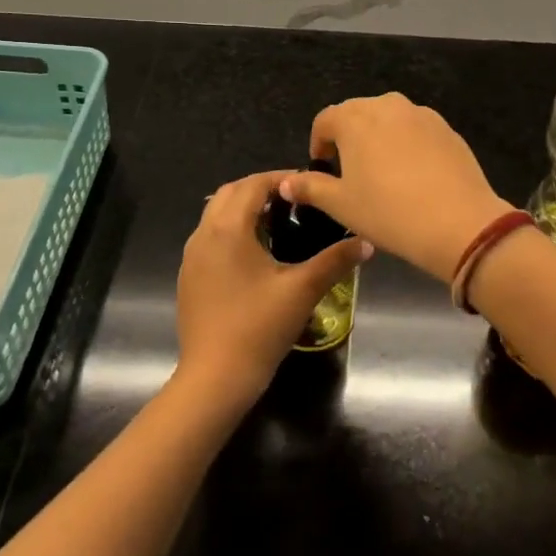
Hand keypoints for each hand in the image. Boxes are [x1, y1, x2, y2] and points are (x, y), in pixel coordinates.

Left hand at [175, 170, 371, 409]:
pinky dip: (230, 230)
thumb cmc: (259, 327)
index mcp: (229, 228)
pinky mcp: (188, 276)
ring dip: (243, 208)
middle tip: (293, 200)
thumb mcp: (302, 290)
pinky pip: (209, 237)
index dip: (281, 178)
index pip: (253, 184)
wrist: (214, 377)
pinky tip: (254, 254)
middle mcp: (204, 233)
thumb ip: (335, 260)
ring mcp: (191, 256)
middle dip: (260, 188)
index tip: (307, 185)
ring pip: (215, 214)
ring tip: (277, 222)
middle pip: (230, 193)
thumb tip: (367, 243)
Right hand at [279, 94, 509, 282]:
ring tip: (383, 172)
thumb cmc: (388, 212)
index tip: (323, 169)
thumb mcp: (340, 205)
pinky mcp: (447, 129)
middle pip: (357, 113)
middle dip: (348, 137)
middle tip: (351, 172)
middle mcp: (386, 105)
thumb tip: (286, 182)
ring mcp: (421, 114)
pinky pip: (416, 130)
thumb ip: (310, 188)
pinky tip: (414, 176)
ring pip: (389, 119)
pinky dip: (407, 144)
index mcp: (354, 118)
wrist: (458, 223)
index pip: (325, 120)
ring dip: (379, 137)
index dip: (319, 143)